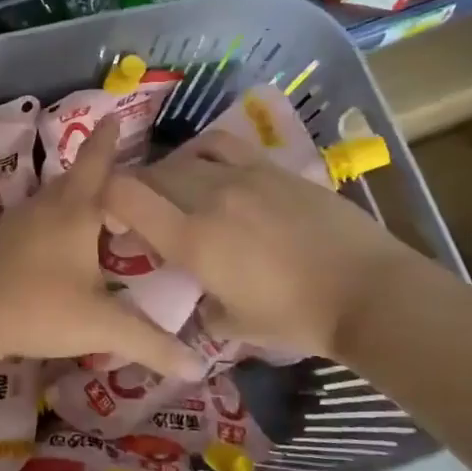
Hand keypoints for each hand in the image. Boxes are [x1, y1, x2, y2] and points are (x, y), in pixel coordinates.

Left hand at [0, 118, 202, 379]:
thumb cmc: (40, 308)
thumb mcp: (101, 326)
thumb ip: (150, 343)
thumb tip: (197, 367)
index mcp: (76, 212)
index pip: (97, 163)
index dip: (108, 139)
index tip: (114, 116)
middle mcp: (46, 207)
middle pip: (74, 178)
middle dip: (95, 170)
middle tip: (119, 174)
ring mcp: (17, 222)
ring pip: (51, 198)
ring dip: (72, 196)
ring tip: (93, 209)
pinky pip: (34, 219)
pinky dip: (52, 220)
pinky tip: (55, 243)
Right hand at [101, 131, 417, 361]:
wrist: (367, 291)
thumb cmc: (297, 318)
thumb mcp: (236, 325)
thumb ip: (204, 310)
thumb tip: (200, 302)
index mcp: (191, 239)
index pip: (125, 196)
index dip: (104, 198)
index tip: (108, 217)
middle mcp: (208, 197)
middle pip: (152, 175)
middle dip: (136, 191)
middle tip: (141, 213)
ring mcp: (242, 176)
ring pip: (184, 159)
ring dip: (167, 173)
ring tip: (174, 191)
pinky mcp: (271, 168)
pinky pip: (222, 145)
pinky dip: (202, 152)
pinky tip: (207, 166)